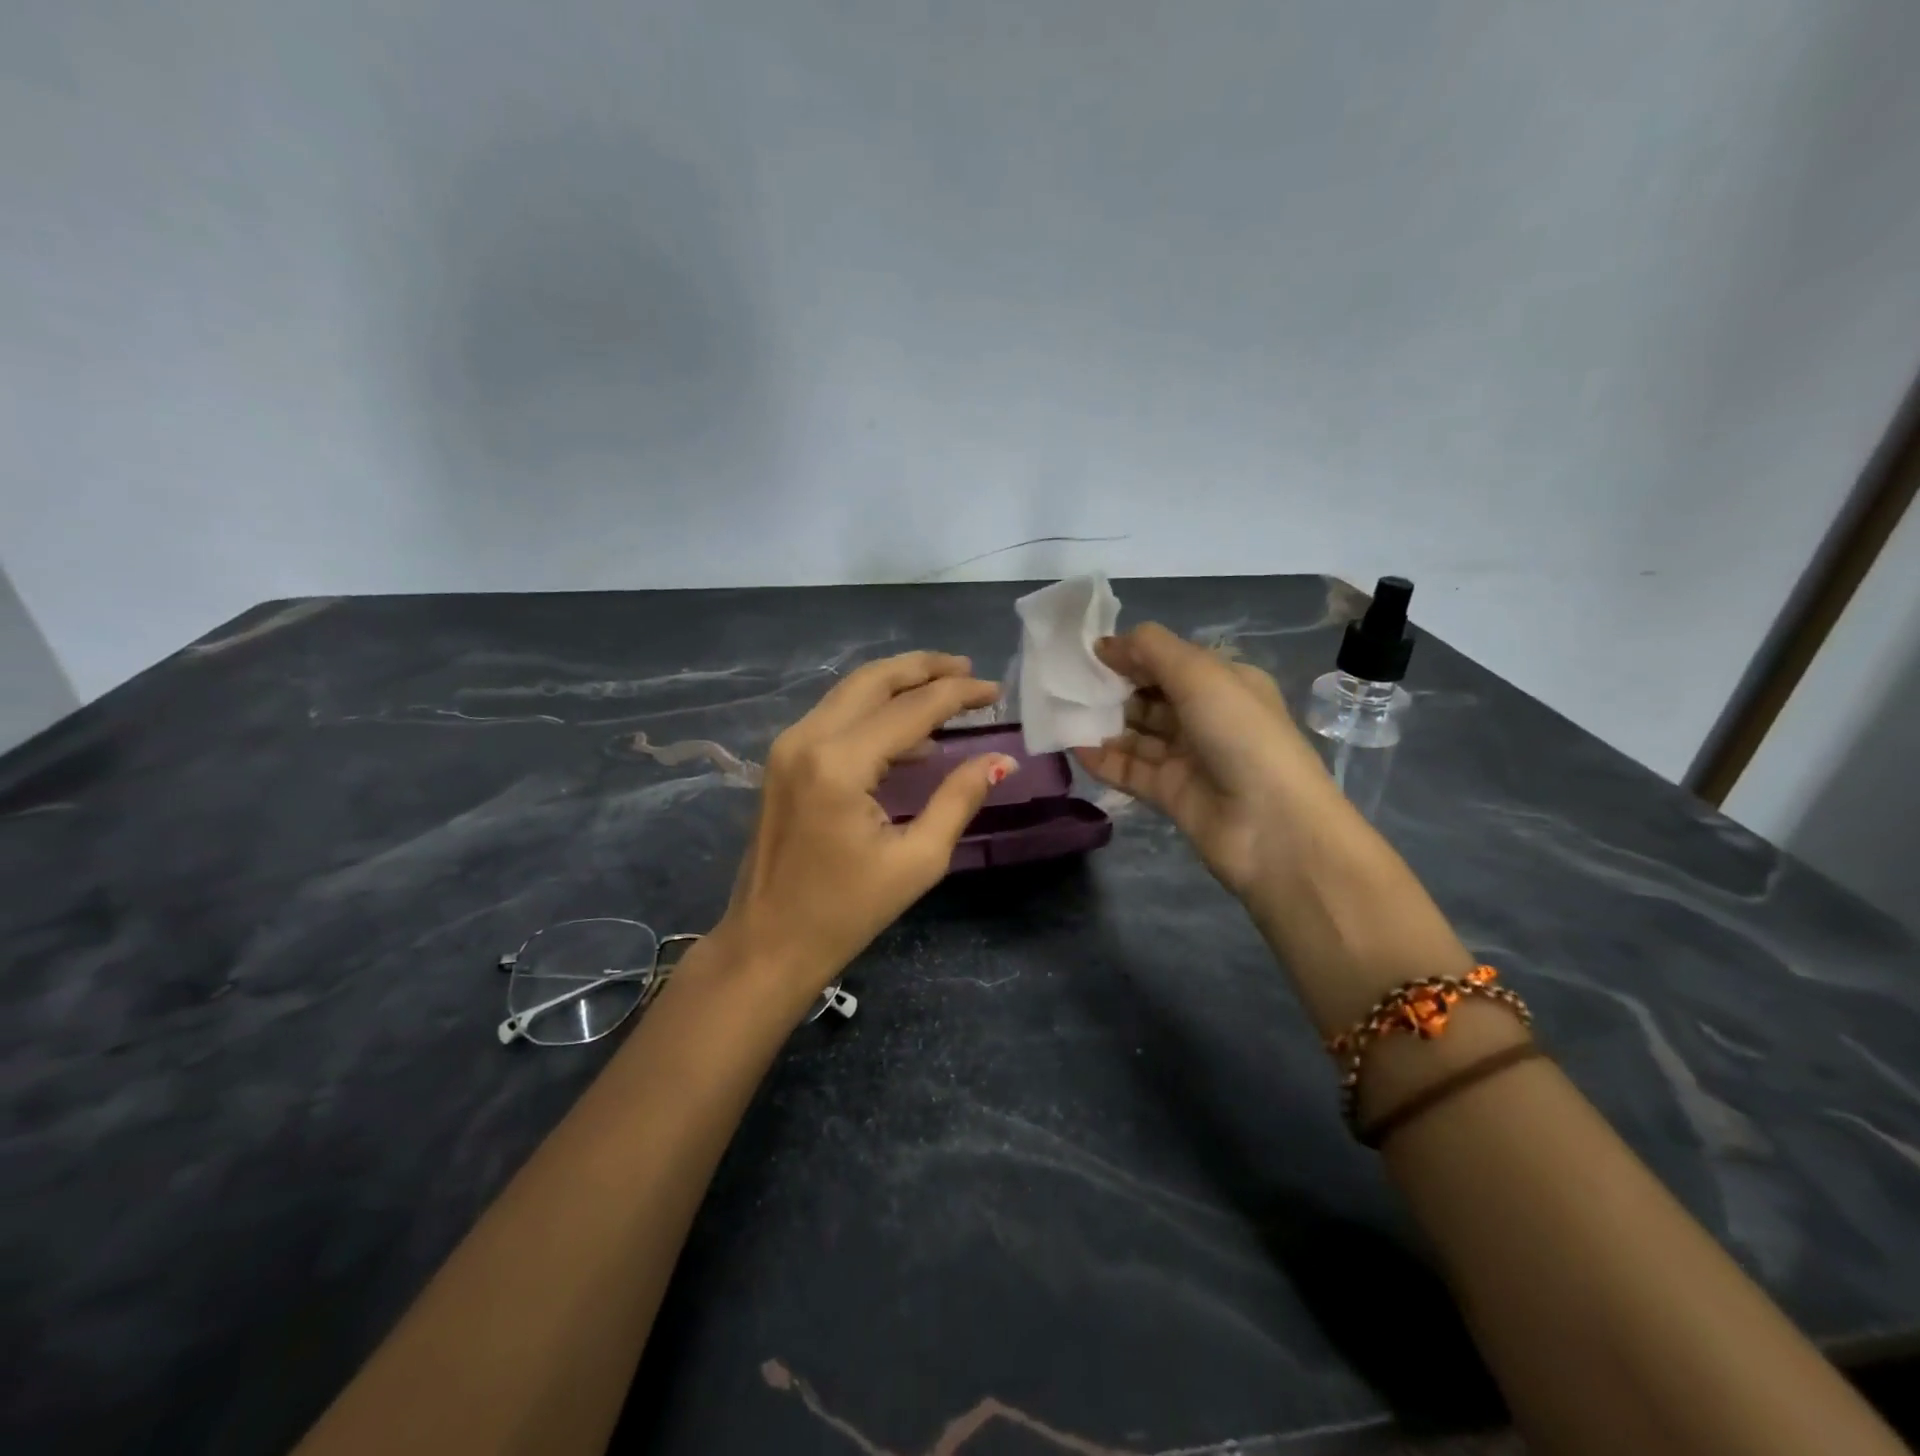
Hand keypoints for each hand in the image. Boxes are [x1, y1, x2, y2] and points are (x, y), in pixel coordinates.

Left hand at [712, 651, 1017, 1016]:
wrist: (768, 944)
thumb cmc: (846, 912)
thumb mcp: (918, 860)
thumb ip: (959, 799)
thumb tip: (999, 759)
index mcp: (840, 764)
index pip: (912, 708)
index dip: (959, 694)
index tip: (996, 690)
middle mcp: (808, 738)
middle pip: (874, 679)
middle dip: (925, 667)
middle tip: (969, 670)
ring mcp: (788, 746)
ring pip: (851, 691)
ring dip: (899, 683)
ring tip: (947, 689)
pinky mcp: (783, 759)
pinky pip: (835, 716)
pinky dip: (874, 709)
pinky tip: (909, 730)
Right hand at [1073, 623, 1333, 896]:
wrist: (1271, 825)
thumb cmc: (1241, 734)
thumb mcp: (1200, 675)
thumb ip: (1151, 651)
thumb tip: (1106, 643)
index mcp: (1224, 684)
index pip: (1170, 662)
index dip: (1132, 655)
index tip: (1089, 653)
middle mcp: (1206, 718)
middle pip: (1150, 697)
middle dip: (1112, 689)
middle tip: (1070, 684)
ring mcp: (1188, 758)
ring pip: (1137, 735)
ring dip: (1103, 724)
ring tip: (1064, 713)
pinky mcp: (1170, 793)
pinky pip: (1130, 771)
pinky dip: (1103, 760)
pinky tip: (1074, 747)